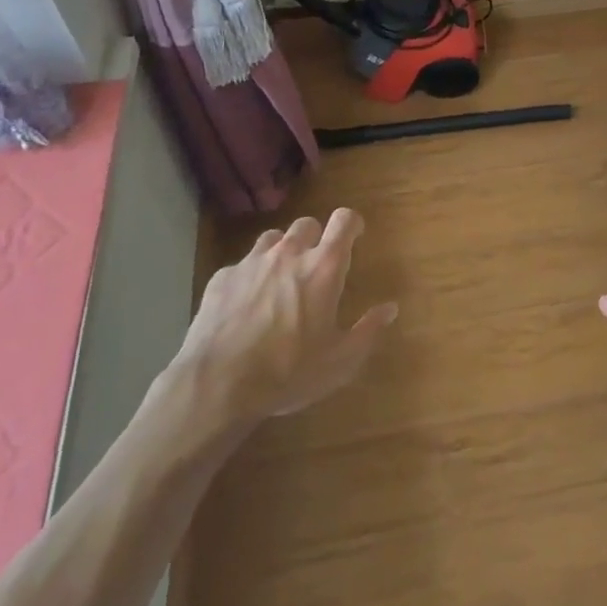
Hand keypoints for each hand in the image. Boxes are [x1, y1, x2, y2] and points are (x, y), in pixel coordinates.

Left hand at [172, 208, 396, 426]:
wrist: (216, 385)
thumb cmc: (288, 372)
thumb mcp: (339, 362)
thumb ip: (368, 331)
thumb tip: (390, 308)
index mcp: (323, 268)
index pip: (344, 220)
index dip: (352, 224)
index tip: (355, 236)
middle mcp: (289, 254)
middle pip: (307, 223)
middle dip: (316, 237)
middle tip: (316, 267)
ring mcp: (251, 262)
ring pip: (273, 239)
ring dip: (283, 251)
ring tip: (281, 280)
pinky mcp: (222, 278)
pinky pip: (243, 264)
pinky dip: (251, 275)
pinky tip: (246, 305)